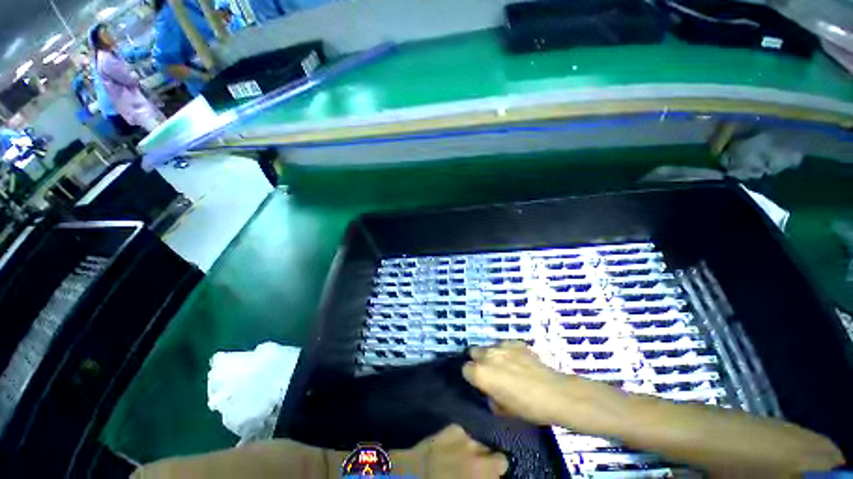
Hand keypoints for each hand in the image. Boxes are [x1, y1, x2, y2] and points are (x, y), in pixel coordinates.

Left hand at [393, 425, 508, 477]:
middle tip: (478, 468)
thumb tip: (490, 475)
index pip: (503, 463)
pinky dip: (460, 440)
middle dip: (490, 460)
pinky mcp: (454, 427)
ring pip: (478, 442)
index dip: (497, 472)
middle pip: (495, 453)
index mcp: (483, 469)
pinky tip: (450, 446)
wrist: (413, 473)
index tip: (492, 475)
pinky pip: (464, 434)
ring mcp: (466, 436)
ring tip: (460, 456)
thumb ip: (483, 478)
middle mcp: (479, 450)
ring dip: (474, 449)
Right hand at [463, 341, 575, 425]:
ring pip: (489, 347)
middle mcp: (487, 355)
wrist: (554, 393)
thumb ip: (490, 396)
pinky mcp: (515, 342)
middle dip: (478, 360)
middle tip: (490, 372)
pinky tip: (518, 361)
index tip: (480, 383)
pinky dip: (508, 351)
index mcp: (481, 373)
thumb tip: (491, 391)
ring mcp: (502, 346)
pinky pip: (505, 344)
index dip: (471, 376)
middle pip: (473, 352)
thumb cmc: (527, 407)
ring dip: (492, 355)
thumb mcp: (503, 410)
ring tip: (506, 366)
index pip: (465, 369)